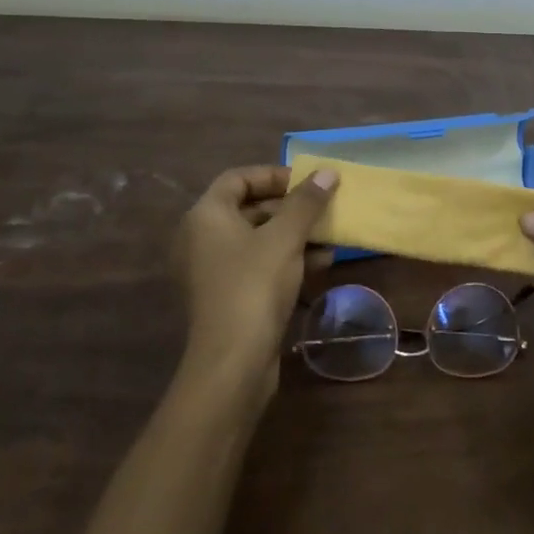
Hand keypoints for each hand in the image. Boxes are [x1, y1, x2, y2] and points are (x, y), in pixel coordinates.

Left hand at [173, 165, 337, 396]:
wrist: (233, 362)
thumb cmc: (254, 285)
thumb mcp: (286, 237)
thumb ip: (306, 202)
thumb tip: (327, 172)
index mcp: (206, 216)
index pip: (238, 178)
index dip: (273, 175)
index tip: (307, 182)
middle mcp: (202, 238)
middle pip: (249, 208)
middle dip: (290, 206)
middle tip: (323, 206)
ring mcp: (214, 270)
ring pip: (259, 238)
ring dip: (295, 233)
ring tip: (330, 234)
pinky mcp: (228, 296)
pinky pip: (259, 264)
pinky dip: (288, 258)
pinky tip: (322, 262)